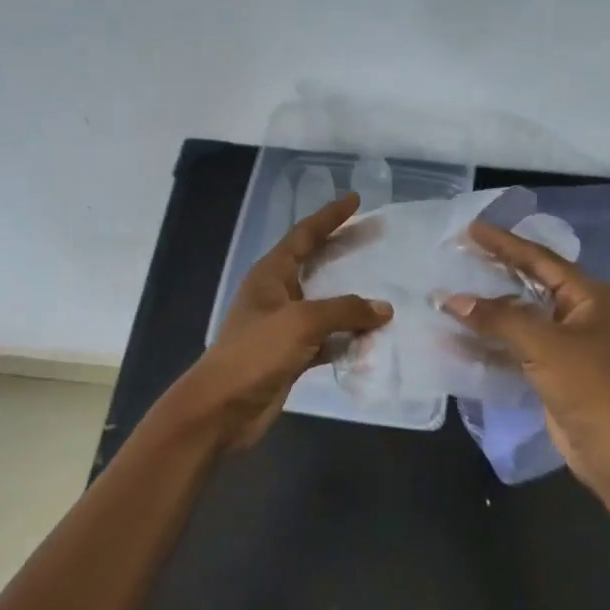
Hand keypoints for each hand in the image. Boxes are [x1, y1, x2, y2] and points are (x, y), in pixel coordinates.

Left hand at [166, 193, 391, 451]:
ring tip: (386, 291)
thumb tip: (383, 308)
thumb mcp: (301, 323)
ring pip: (325, 305)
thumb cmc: (255, 353)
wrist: (223, 409)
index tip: (355, 201)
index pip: (303, 236)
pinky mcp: (292, 356)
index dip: (329, 217)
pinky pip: (327, 339)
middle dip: (344, 251)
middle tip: (376, 238)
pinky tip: (373, 340)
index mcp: (270, 275)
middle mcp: (277, 295)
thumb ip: (344, 310)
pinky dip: (348, 339)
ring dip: (352, 301)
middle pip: (316, 264)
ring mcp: (284, 327)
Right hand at [444, 222, 609, 498]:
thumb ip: (497, 319)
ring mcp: (567, 343)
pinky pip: (517, 344)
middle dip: (495, 271)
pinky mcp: (554, 369)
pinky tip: (462, 336)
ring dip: (489, 309)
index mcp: (588, 296)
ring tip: (453, 293)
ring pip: (521, 315)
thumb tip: (452, 299)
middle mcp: (580, 313)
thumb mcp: (542, 345)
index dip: (504, 243)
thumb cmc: (587, 385)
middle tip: (459, 254)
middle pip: (530, 283)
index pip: (539, 259)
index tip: (470, 230)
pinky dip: (492, 339)